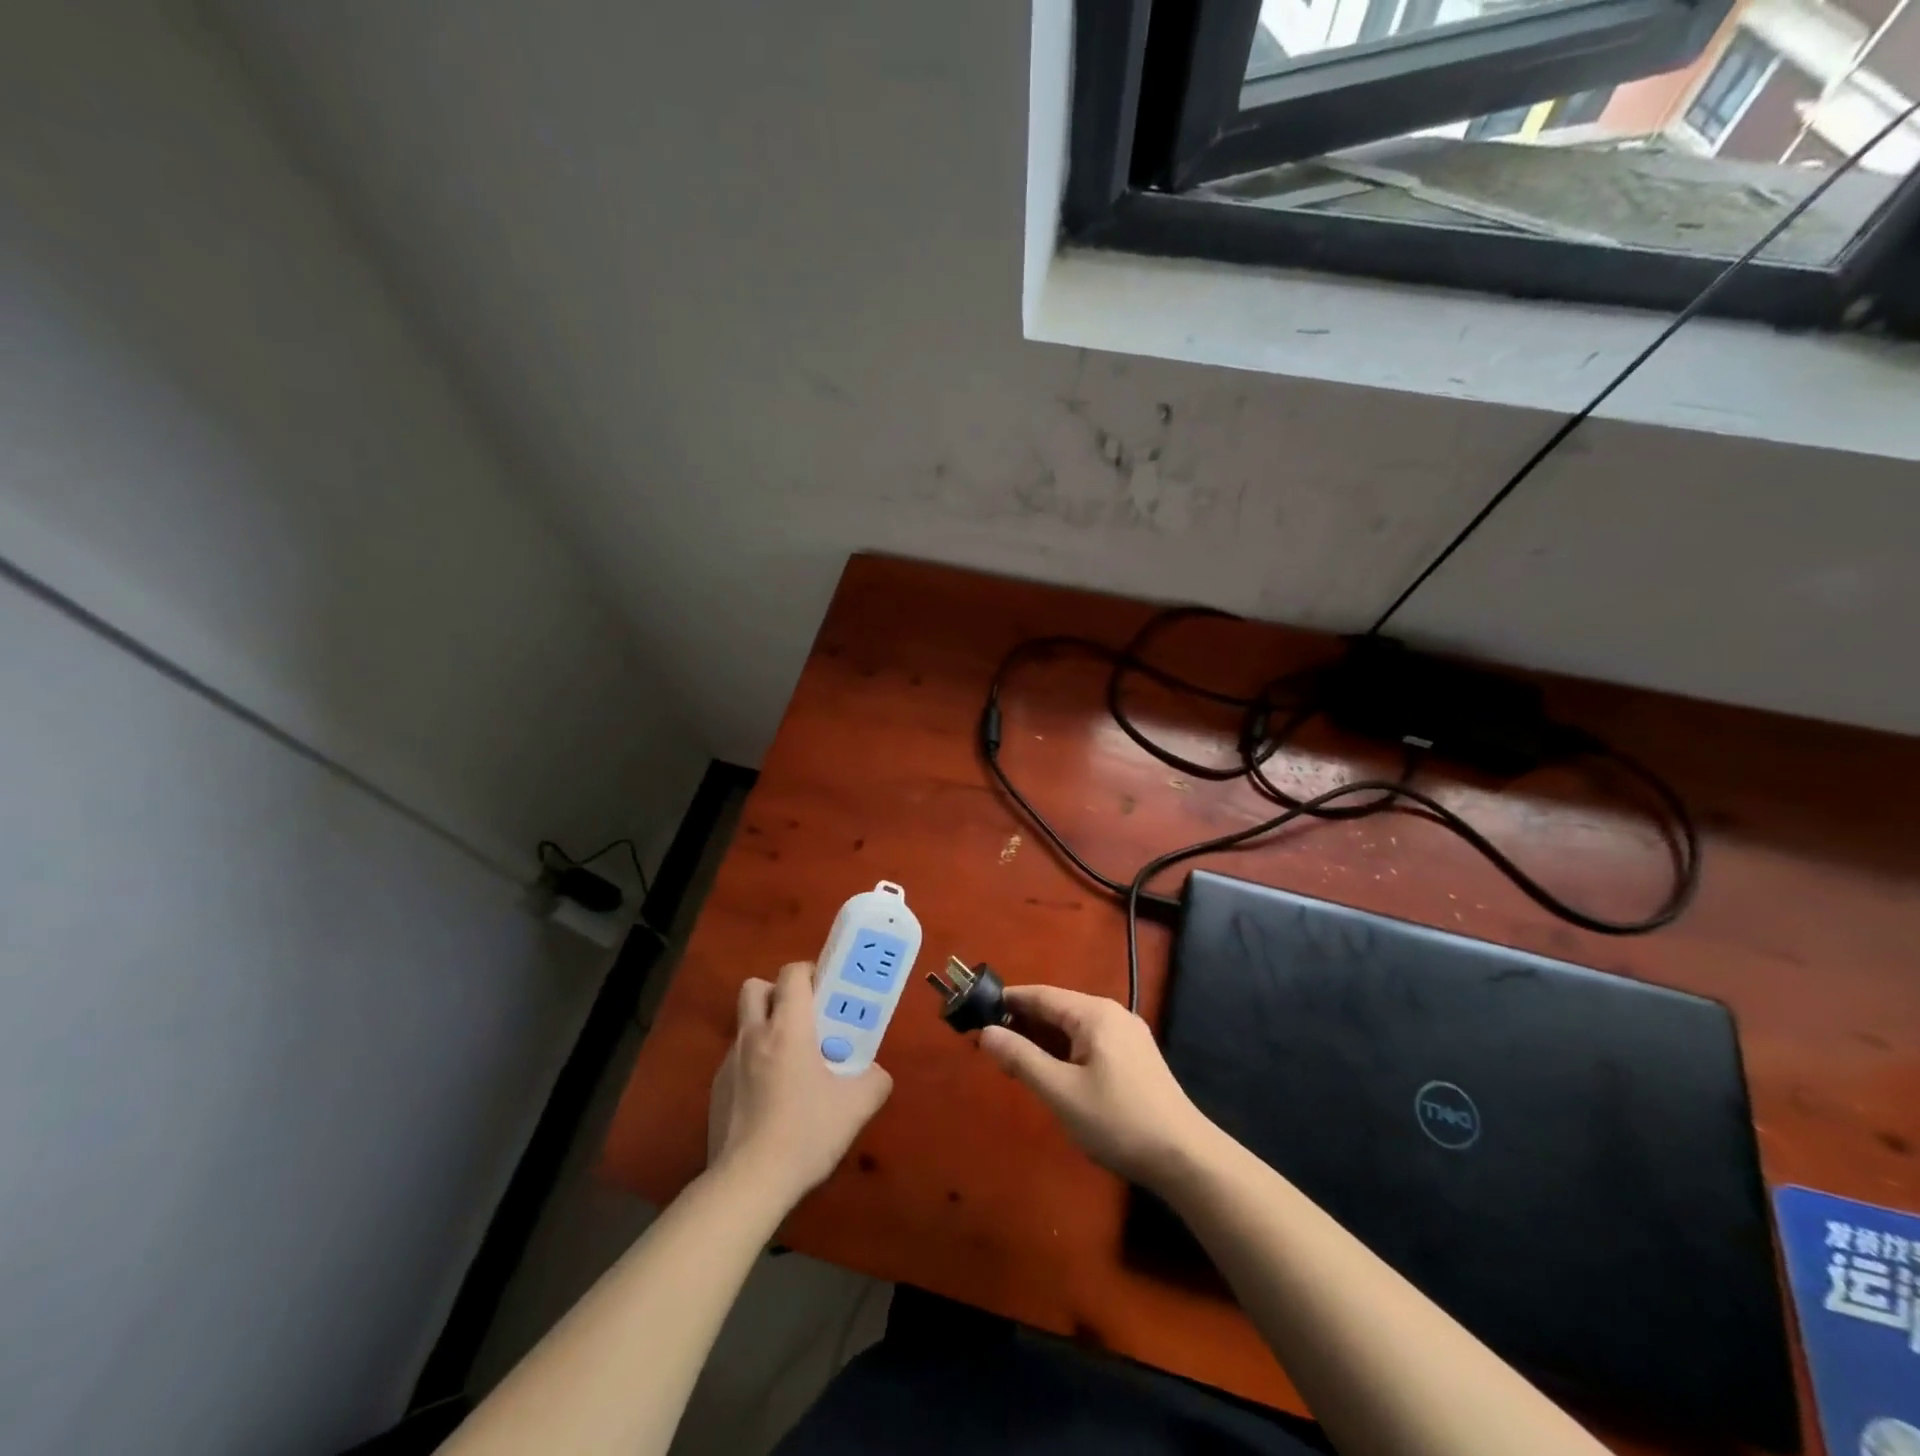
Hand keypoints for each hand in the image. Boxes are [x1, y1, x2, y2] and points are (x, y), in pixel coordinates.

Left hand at [707, 961, 892, 1209]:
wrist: (748, 1183)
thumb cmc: (805, 1133)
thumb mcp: (855, 1107)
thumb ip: (873, 1081)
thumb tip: (876, 1073)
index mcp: (788, 1028)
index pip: (792, 973)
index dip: (810, 972)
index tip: (827, 990)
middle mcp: (754, 1035)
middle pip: (756, 987)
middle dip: (778, 992)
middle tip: (803, 1017)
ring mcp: (730, 1062)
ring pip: (745, 1024)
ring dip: (765, 1028)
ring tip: (790, 1061)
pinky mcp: (716, 1090)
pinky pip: (737, 1059)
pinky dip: (754, 1063)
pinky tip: (770, 1097)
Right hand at [980, 985, 1213, 1188]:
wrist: (1184, 1157)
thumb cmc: (1118, 1120)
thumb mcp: (1061, 1092)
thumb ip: (1022, 1058)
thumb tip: (986, 1033)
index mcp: (1094, 1013)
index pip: (1041, 996)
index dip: (1007, 1002)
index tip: (977, 1012)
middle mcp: (1112, 1014)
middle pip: (1057, 1009)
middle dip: (1023, 1024)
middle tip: (991, 1045)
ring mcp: (1128, 1035)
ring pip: (1073, 1027)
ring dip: (1043, 1040)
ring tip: (1015, 1061)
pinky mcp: (1135, 1057)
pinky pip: (1089, 1042)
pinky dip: (1064, 1050)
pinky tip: (1053, 1072)